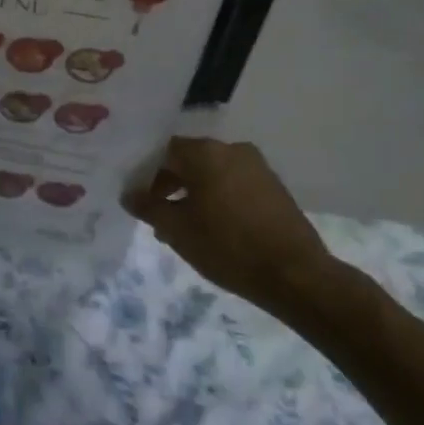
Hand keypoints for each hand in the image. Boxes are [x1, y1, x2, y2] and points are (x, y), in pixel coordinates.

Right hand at [124, 137, 333, 312]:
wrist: (295, 274)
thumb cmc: (227, 246)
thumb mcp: (177, 230)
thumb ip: (148, 207)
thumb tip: (129, 194)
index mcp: (205, 153)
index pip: (164, 152)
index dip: (147, 174)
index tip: (141, 200)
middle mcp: (232, 149)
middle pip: (190, 160)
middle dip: (170, 185)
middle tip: (159, 216)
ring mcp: (258, 167)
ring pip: (213, 174)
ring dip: (194, 194)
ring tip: (184, 227)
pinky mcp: (274, 187)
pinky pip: (234, 184)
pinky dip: (218, 199)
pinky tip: (213, 228)